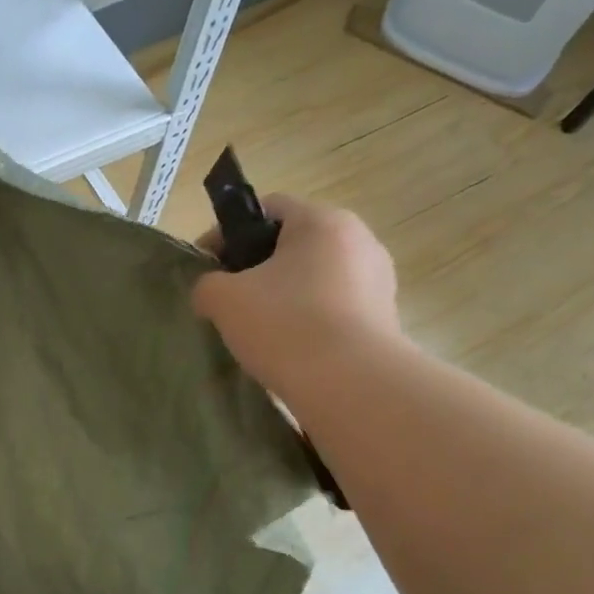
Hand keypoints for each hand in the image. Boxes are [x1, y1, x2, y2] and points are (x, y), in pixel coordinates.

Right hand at [192, 194, 401, 396]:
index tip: (207, 266)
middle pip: (295, 244)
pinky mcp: (385, 317)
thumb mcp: (224, 300)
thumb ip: (207, 284)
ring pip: (316, 278)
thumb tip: (211, 290)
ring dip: (286, 295)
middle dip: (258, 267)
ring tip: (260, 330)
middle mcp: (359, 239)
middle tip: (231, 300)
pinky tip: (291, 348)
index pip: (268, 208)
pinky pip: (336, 308)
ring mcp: (378, 279)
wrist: (350, 384)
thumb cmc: (285, 325)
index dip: (229, 233)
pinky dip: (311, 320)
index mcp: (321, 221)